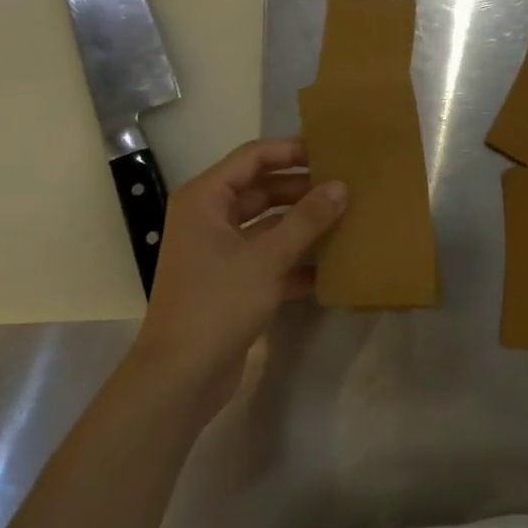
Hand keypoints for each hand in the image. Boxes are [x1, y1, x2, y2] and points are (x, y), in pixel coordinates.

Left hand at [134, 138, 345, 412]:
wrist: (180, 377)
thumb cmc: (217, 304)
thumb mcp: (267, 258)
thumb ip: (306, 220)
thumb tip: (341, 187)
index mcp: (205, 199)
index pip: (253, 158)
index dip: (291, 150)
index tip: (331, 151)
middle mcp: (209, 218)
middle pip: (262, 190)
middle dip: (302, 189)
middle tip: (346, 186)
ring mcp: (220, 252)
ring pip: (269, 225)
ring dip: (303, 225)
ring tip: (347, 219)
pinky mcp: (232, 282)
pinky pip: (269, 257)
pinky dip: (296, 260)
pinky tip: (332, 266)